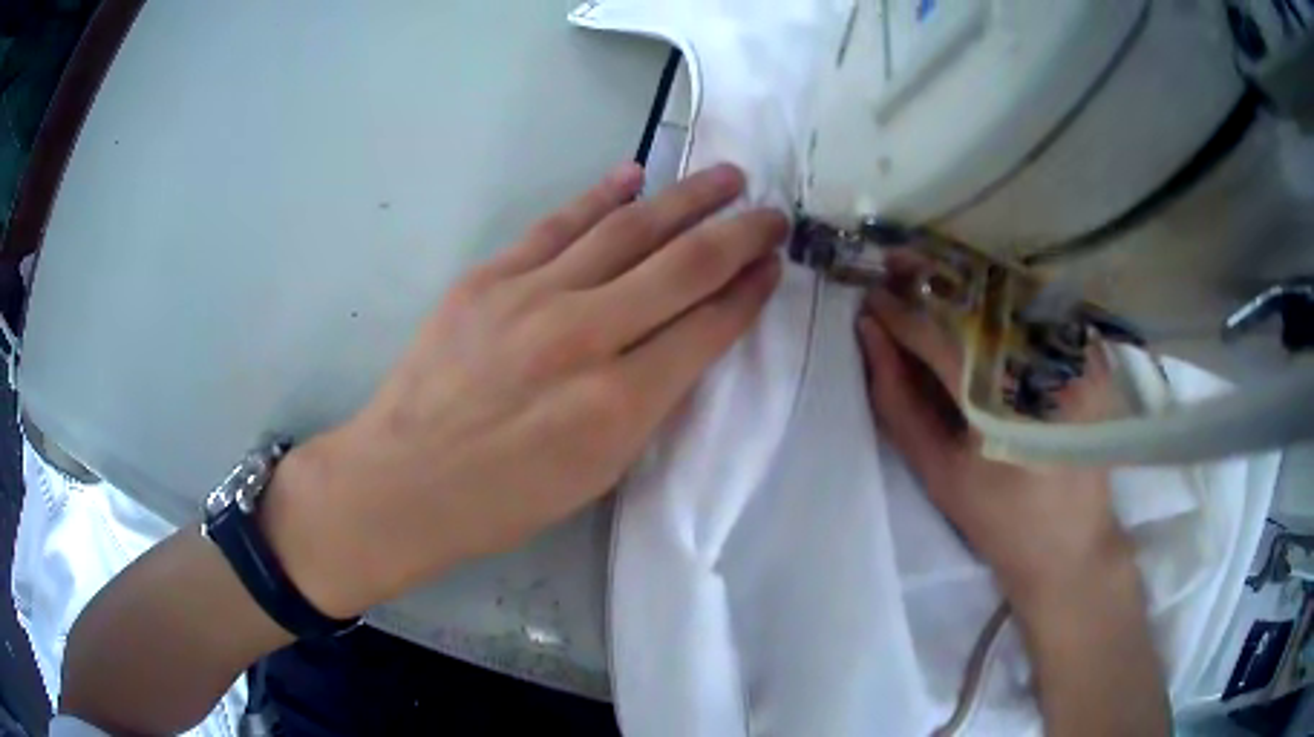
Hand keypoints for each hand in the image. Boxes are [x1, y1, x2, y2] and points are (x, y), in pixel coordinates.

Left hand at [267, 163, 786, 616]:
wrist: (403, 481)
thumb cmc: (503, 499)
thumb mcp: (597, 473)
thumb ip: (646, 403)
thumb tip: (681, 342)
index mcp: (620, 403)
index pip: (708, 327)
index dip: (750, 292)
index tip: (773, 266)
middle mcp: (585, 336)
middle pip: (683, 265)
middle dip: (740, 233)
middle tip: (772, 212)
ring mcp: (531, 296)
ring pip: (628, 230)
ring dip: (686, 198)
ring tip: (727, 177)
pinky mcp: (488, 278)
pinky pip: (558, 225)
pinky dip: (601, 196)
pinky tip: (635, 175)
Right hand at [857, 272, 1132, 614]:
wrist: (1070, 544)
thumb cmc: (999, 520)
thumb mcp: (937, 472)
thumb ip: (898, 401)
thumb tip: (871, 336)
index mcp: (1003, 404)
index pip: (940, 336)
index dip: (899, 312)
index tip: (867, 297)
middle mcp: (1045, 364)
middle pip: (979, 296)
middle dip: (931, 274)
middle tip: (893, 264)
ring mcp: (1075, 353)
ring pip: (1012, 289)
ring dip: (966, 277)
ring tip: (927, 274)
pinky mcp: (1090, 354)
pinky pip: (1041, 305)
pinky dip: (1003, 294)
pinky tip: (979, 298)